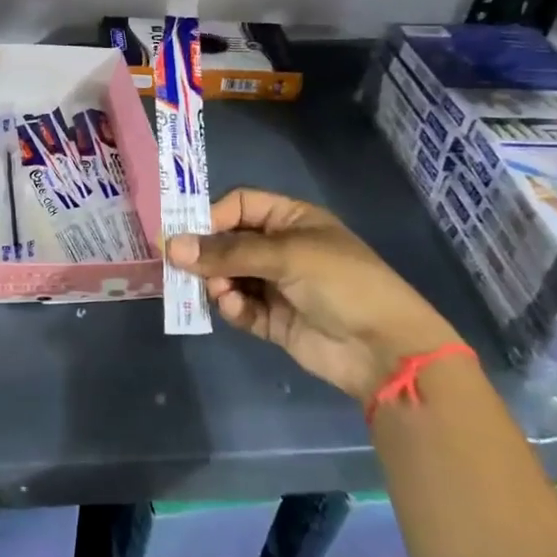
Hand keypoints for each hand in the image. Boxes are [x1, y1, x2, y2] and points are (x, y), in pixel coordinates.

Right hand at [167, 188, 463, 400]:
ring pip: (229, 276)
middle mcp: (281, 248)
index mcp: (291, 219)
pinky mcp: (274, 320)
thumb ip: (227, 252)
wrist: (386, 350)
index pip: (238, 206)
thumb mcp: (285, 255)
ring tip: (216, 290)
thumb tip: (170, 245)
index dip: (210, 216)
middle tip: (181, 267)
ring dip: (217, 282)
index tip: (183, 235)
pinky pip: (240, 307)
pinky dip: (232, 307)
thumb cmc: (341, 283)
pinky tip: (233, 308)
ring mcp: (277, 285)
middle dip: (206, 254)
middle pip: (228, 242)